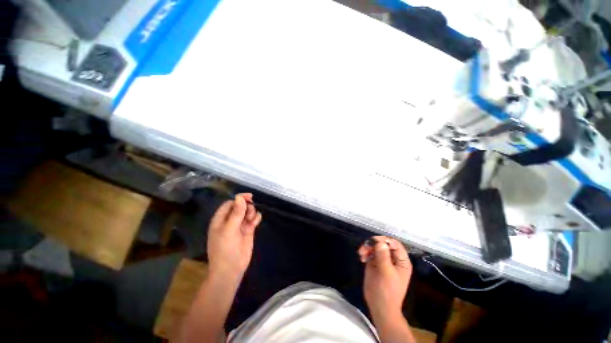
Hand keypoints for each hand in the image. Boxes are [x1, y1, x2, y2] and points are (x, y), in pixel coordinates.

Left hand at [207, 193, 261, 281]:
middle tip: (249, 213)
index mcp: (220, 219)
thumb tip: (240, 197)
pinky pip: (253, 219)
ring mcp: (240, 225)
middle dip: (247, 207)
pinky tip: (255, 222)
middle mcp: (230, 221)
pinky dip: (256, 218)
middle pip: (240, 206)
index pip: (230, 203)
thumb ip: (236, 213)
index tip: (250, 198)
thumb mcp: (229, 229)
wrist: (231, 269)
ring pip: (248, 212)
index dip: (239, 199)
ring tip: (251, 221)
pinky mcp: (248, 230)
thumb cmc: (225, 249)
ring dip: (252, 212)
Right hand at [358, 236, 411, 320]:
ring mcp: (383, 261)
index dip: (385, 240)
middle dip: (373, 244)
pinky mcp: (375, 264)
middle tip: (365, 247)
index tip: (374, 241)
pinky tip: (362, 258)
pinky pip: (370, 253)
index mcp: (401, 261)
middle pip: (383, 244)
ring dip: (367, 248)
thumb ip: (383, 256)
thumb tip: (379, 241)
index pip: (395, 244)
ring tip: (361, 254)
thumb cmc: (386, 291)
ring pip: (375, 247)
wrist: (380, 307)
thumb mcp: (386, 272)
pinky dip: (365, 253)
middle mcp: (393, 259)